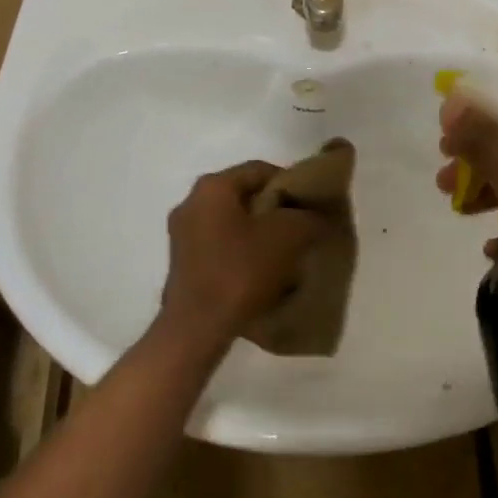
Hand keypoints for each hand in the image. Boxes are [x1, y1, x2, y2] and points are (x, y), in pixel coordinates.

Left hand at [159, 161, 326, 350]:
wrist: (197, 327)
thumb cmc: (241, 271)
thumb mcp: (288, 237)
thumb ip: (308, 217)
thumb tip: (316, 215)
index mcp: (212, 187)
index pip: (260, 170)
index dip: (291, 183)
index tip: (310, 205)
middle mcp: (191, 202)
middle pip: (244, 196)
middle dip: (274, 210)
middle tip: (301, 229)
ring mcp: (182, 233)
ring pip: (232, 222)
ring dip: (258, 233)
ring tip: (284, 255)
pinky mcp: (182, 262)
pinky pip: (220, 245)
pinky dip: (241, 251)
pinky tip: (260, 273)